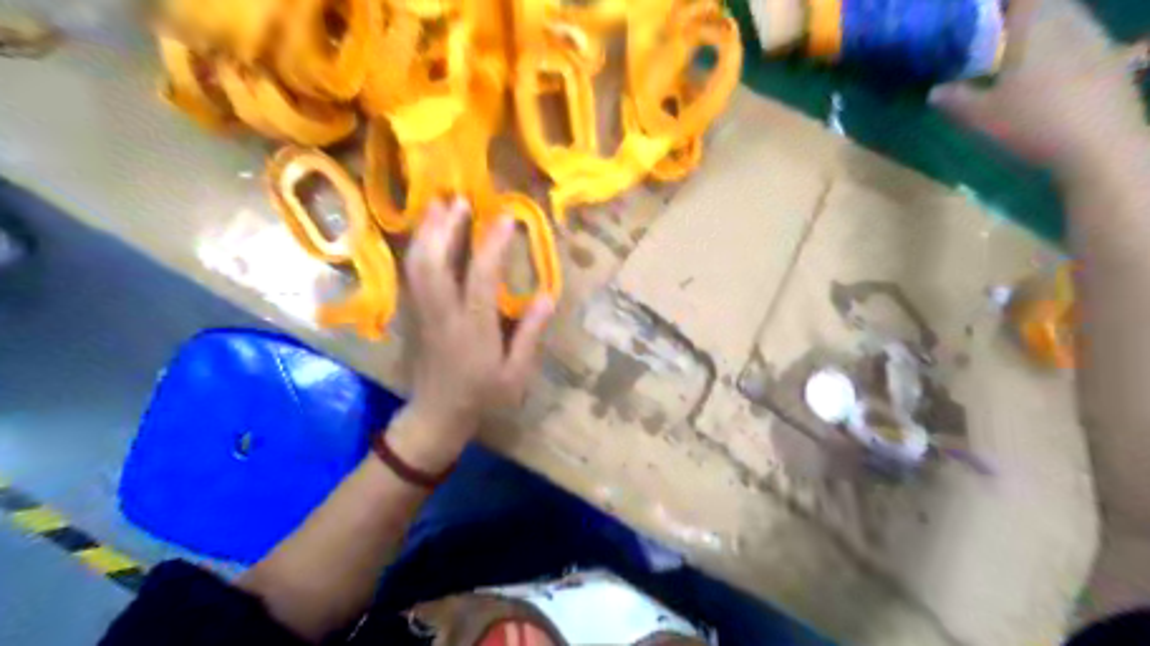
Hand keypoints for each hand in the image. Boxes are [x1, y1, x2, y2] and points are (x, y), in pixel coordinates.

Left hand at [393, 199, 553, 466]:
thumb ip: (530, 334)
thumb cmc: (483, 397)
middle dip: (444, 228)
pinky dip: (417, 247)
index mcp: (473, 330)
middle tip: (458, 198)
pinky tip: (425, 232)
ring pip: (417, 265)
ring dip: (426, 231)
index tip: (505, 216)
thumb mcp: (516, 374)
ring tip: (438, 203)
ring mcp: (423, 313)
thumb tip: (547, 296)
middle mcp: (443, 315)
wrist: (437, 416)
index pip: (481, 279)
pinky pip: (411, 274)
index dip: (492, 245)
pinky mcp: (413, 314)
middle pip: (434, 264)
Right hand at [929, 0, 1144, 178]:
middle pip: (1046, 3)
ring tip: (1018, 54)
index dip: (997, 5)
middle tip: (992, 36)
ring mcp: (1097, 39)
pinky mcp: (1112, 59)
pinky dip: (1063, 48)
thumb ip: (955, 99)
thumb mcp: (980, 117)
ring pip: (1067, 20)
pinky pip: (1082, 40)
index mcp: (1036, 26)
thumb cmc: (1033, 123)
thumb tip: (934, 91)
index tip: (977, 17)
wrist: (1100, 145)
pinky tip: (1049, 75)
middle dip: (1019, 14)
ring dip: (1043, 29)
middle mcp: (1071, 22)